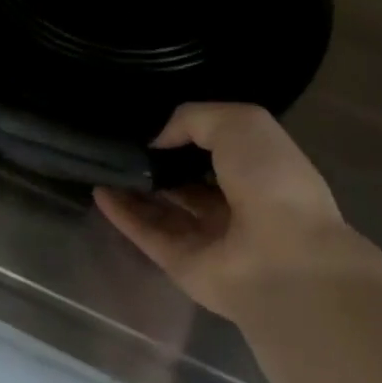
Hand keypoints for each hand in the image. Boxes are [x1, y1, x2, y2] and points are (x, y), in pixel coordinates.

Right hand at [94, 103, 381, 324]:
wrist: (283, 259)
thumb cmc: (271, 180)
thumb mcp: (240, 123)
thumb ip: (194, 119)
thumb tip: (158, 139)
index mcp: (258, 169)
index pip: (216, 148)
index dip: (187, 134)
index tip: (152, 120)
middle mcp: (234, 204)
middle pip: (187, 181)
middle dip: (158, 163)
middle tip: (121, 142)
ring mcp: (207, 237)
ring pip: (163, 208)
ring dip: (134, 188)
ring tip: (103, 163)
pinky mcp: (181, 263)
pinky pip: (146, 233)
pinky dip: (122, 214)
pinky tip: (99, 191)